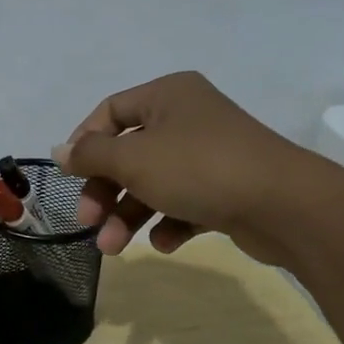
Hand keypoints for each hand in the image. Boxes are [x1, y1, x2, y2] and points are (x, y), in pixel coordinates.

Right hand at [52, 71, 329, 262]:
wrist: (285, 205)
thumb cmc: (198, 168)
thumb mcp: (133, 159)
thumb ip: (90, 155)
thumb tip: (58, 151)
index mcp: (167, 95)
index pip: (110, 112)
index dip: (84, 143)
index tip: (69, 177)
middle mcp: (188, 118)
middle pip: (129, 153)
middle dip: (106, 192)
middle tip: (89, 221)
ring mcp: (210, 154)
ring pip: (154, 182)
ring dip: (129, 215)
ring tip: (115, 248)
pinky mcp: (227, 188)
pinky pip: (184, 202)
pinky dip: (168, 222)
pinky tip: (165, 242)